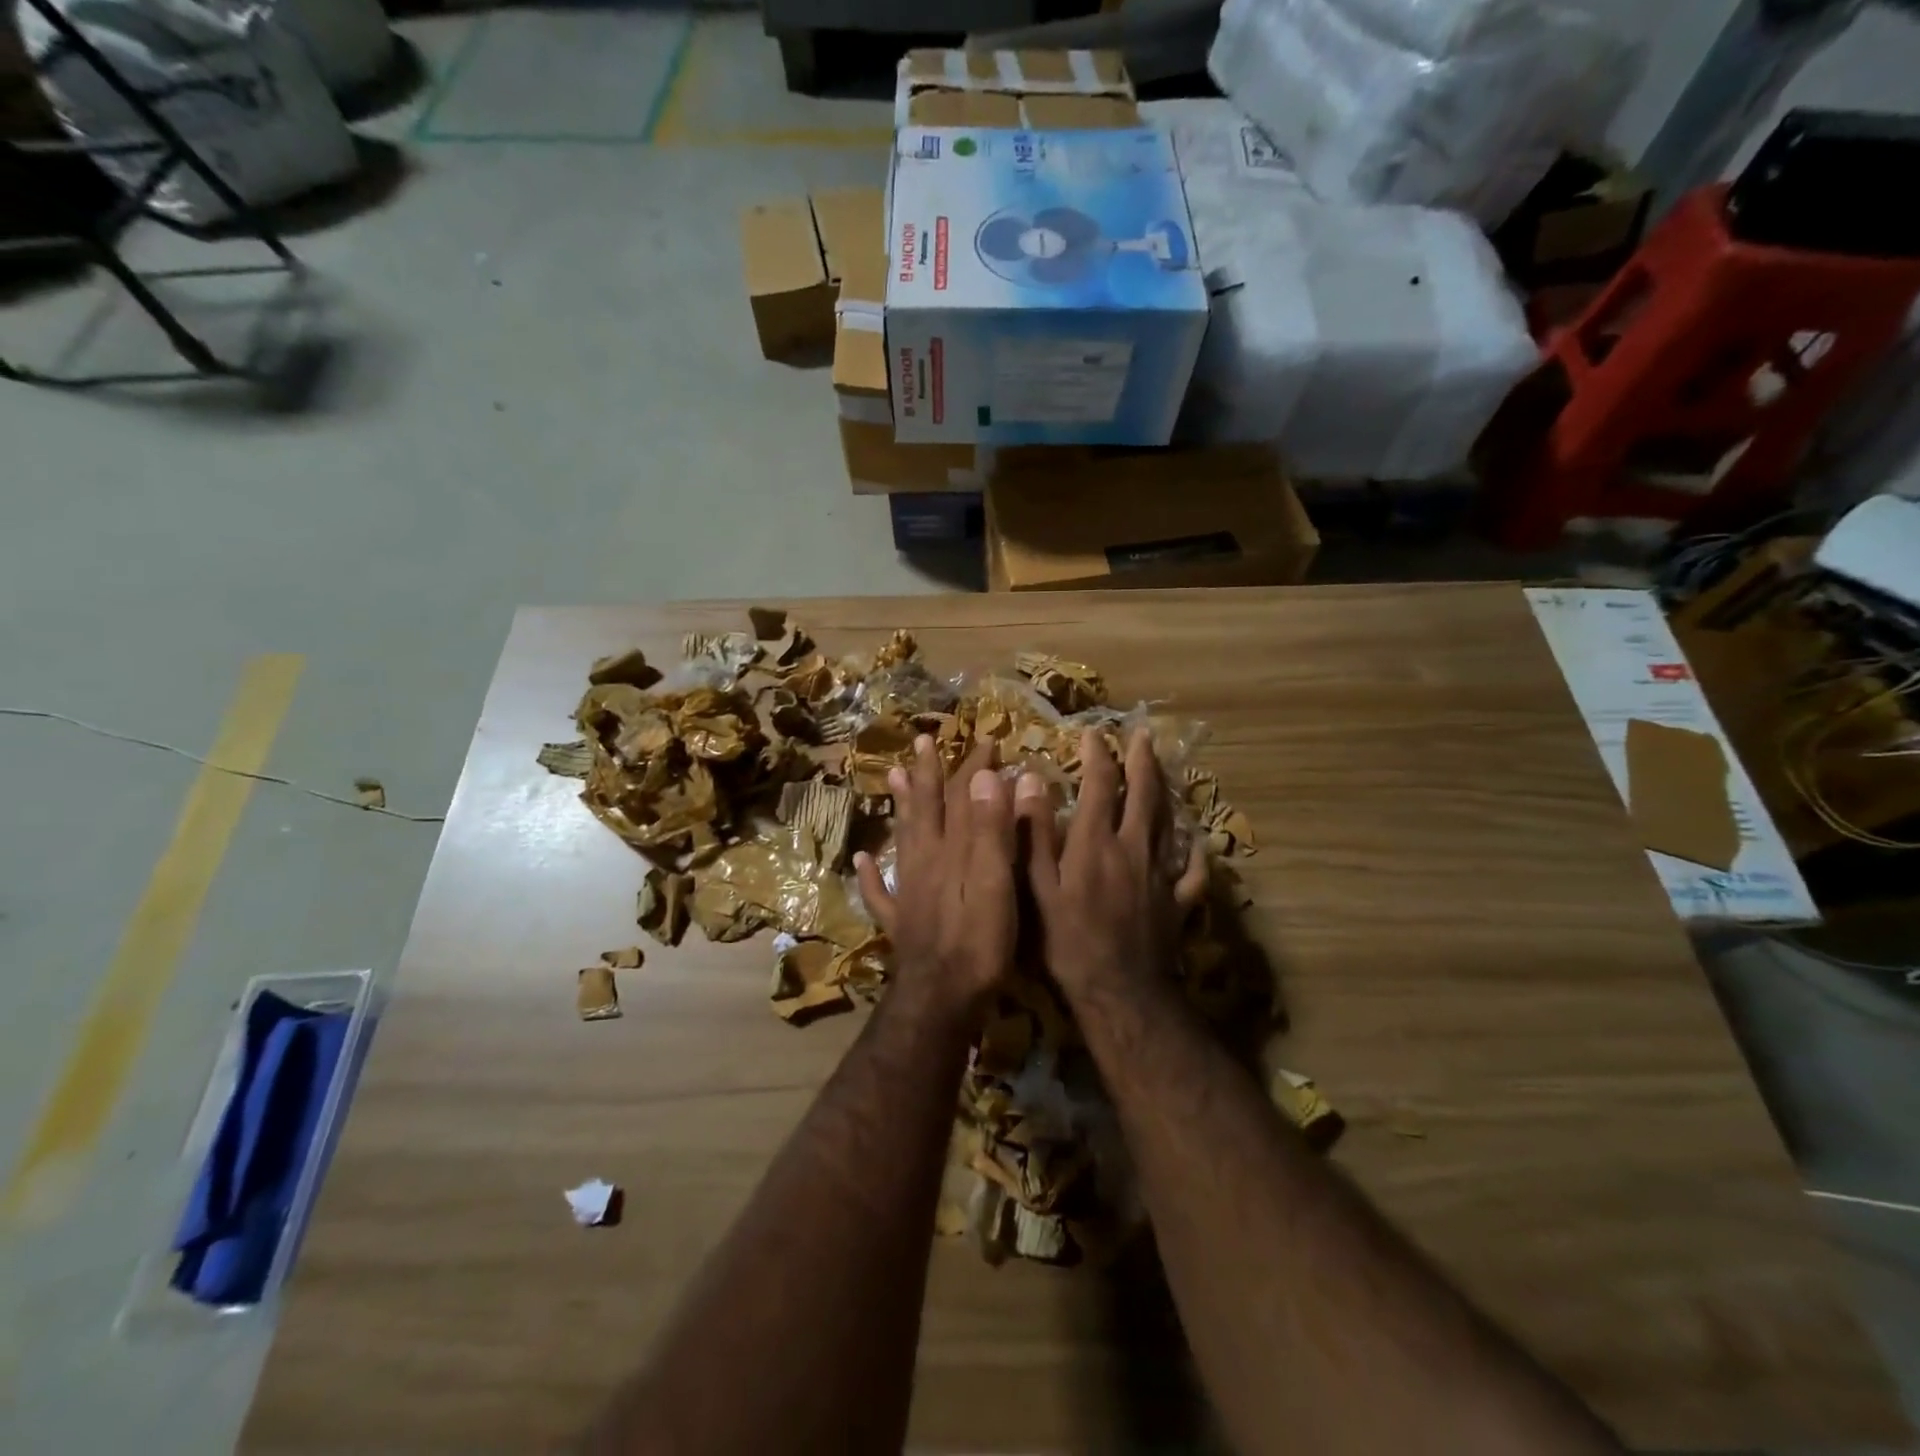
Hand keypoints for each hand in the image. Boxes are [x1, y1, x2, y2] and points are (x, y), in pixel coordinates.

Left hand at [855, 738, 1016, 1018]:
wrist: (942, 998)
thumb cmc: (979, 940)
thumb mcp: (994, 880)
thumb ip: (990, 829)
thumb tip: (985, 776)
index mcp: (951, 850)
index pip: (962, 797)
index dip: (972, 767)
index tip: (985, 739)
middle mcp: (925, 862)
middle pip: (926, 809)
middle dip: (928, 774)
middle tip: (923, 742)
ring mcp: (909, 891)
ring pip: (902, 838)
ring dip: (900, 807)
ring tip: (891, 777)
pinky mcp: (902, 922)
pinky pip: (880, 891)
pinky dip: (870, 873)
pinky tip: (861, 858)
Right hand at [1018, 729, 1207, 1001]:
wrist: (1118, 991)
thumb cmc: (1067, 940)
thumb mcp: (1037, 887)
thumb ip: (1034, 834)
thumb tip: (1029, 782)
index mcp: (1096, 843)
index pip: (1101, 786)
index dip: (1098, 757)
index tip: (1093, 735)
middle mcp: (1133, 848)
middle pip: (1143, 795)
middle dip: (1143, 761)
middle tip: (1143, 735)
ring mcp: (1160, 875)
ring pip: (1168, 823)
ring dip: (1166, 792)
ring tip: (1164, 771)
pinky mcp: (1177, 902)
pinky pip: (1192, 870)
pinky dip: (1195, 851)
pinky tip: (1197, 840)